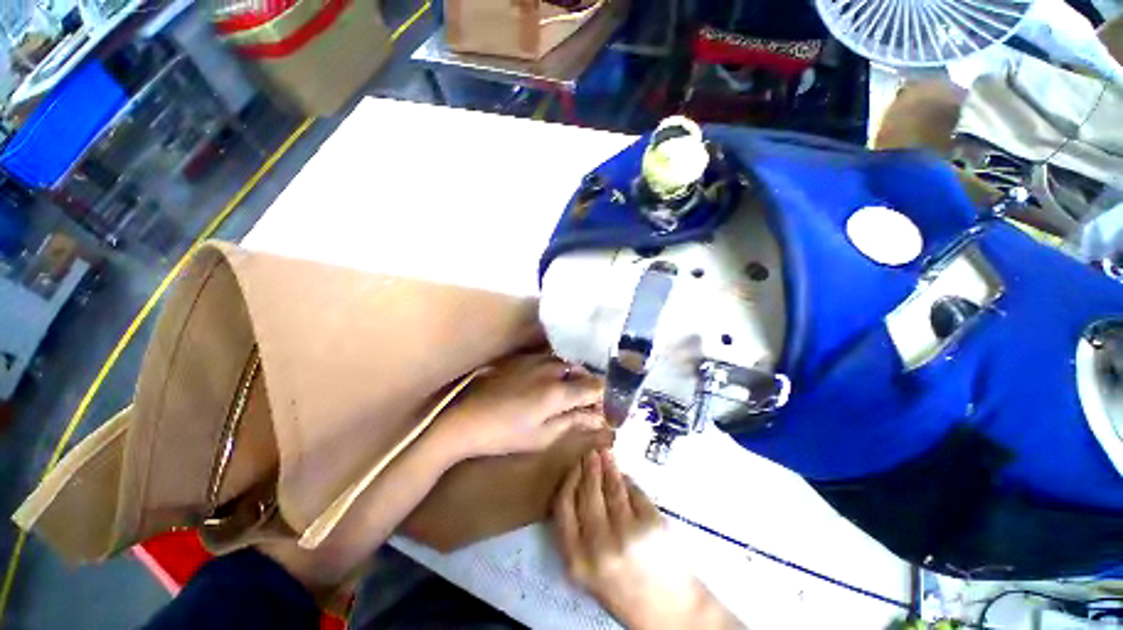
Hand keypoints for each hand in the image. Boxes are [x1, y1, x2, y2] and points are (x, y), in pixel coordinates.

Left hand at [433, 352, 604, 459]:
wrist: (467, 419)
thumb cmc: (506, 434)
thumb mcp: (543, 436)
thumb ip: (574, 422)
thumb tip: (600, 419)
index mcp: (558, 391)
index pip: (594, 387)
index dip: (604, 397)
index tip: (605, 408)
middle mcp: (551, 368)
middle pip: (582, 371)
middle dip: (589, 386)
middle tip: (588, 404)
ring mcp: (536, 360)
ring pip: (567, 363)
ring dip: (574, 376)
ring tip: (571, 393)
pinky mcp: (523, 358)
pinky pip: (551, 358)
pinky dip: (559, 369)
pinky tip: (552, 382)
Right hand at [553, 449, 741, 629]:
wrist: (668, 612)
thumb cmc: (624, 589)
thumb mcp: (589, 570)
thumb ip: (579, 532)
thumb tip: (581, 483)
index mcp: (577, 561)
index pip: (563, 506)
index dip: (568, 480)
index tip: (573, 466)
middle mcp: (598, 547)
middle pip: (587, 493)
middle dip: (588, 468)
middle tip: (590, 453)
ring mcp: (626, 534)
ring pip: (611, 488)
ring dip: (607, 466)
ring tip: (605, 453)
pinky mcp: (650, 524)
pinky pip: (633, 492)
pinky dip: (627, 480)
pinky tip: (624, 474)